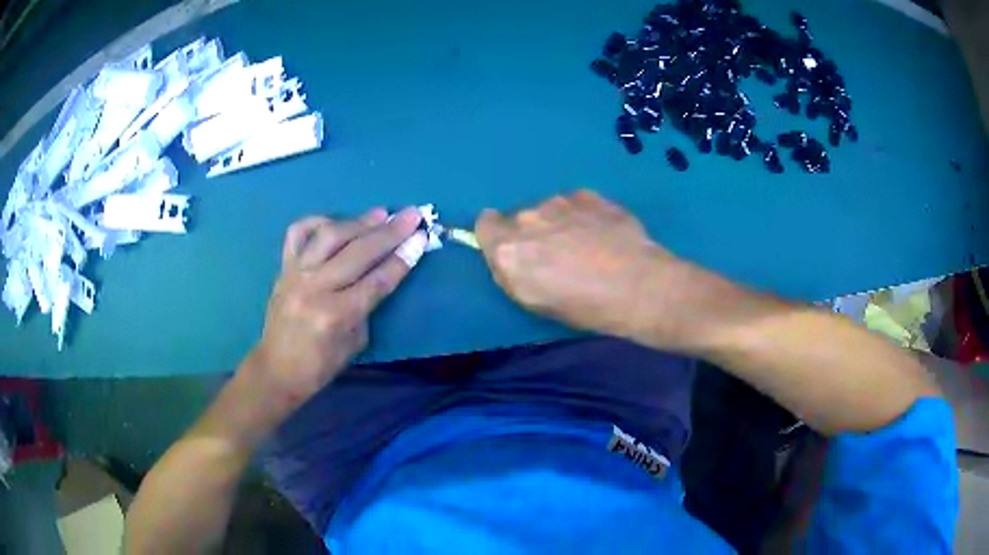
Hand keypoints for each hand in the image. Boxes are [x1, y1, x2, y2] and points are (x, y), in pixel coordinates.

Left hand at [251, 207, 426, 407]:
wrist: (276, 369)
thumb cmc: (320, 366)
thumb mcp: (355, 343)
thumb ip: (366, 306)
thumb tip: (378, 272)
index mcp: (337, 315)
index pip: (377, 280)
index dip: (402, 258)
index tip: (421, 238)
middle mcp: (315, 289)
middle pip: (358, 253)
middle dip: (390, 232)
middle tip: (412, 215)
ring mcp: (296, 274)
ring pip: (330, 236)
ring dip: (359, 222)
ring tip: (382, 213)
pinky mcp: (283, 268)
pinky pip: (297, 234)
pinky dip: (316, 221)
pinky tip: (335, 220)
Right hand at [476, 191, 683, 340]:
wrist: (637, 285)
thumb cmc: (583, 305)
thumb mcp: (532, 301)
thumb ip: (510, 270)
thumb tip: (508, 253)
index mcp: (508, 247)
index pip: (484, 223)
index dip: (497, 235)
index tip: (515, 249)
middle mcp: (528, 217)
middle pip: (520, 217)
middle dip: (533, 232)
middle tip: (558, 254)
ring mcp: (561, 201)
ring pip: (550, 209)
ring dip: (559, 222)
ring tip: (587, 245)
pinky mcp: (589, 195)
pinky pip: (576, 203)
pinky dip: (583, 215)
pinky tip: (603, 234)